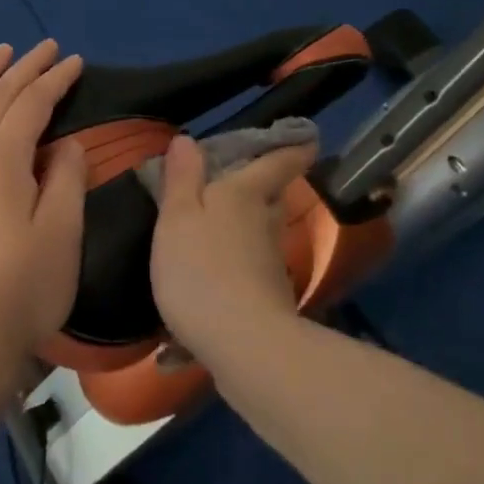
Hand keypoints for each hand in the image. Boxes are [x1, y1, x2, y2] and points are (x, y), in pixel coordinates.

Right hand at [149, 133, 318, 366]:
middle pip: (270, 198)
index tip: (306, 138)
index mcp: (246, 194)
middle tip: (237, 183)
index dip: (292, 147)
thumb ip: (182, 179)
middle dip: (260, 189)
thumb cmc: (202, 269)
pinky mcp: (269, 299)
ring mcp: (271, 263)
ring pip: (260, 234)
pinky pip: (249, 272)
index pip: (279, 161)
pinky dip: (232, 271)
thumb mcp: (177, 218)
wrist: (244, 345)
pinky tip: (207, 287)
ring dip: (244, 230)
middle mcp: (267, 223)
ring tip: (213, 233)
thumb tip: (188, 139)